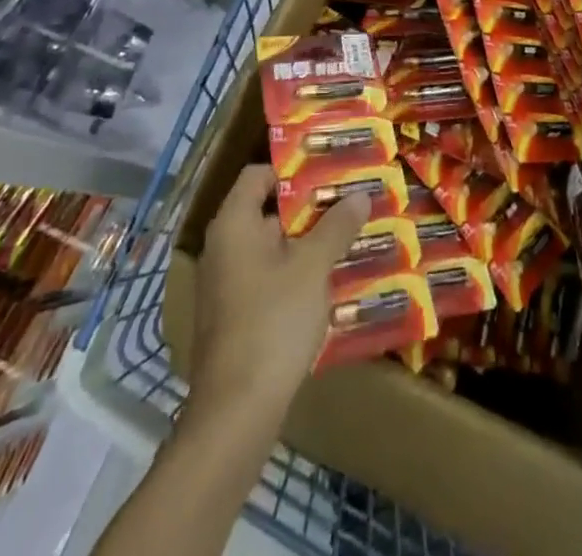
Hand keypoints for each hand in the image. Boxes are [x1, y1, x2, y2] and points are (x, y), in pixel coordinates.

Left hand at [188, 165, 369, 422]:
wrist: (236, 413)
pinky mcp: (233, 317)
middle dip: (309, 208)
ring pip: (271, 248)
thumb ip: (336, 227)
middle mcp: (222, 247)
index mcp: (233, 224)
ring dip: (306, 243)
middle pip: (266, 211)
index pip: (258, 175)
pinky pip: (267, 278)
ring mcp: (225, 284)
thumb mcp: (313, 268)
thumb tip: (359, 193)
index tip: (329, 170)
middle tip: (349, 202)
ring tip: (348, 238)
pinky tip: (328, 282)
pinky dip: (295, 273)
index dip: (292, 169)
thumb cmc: (273, 322)